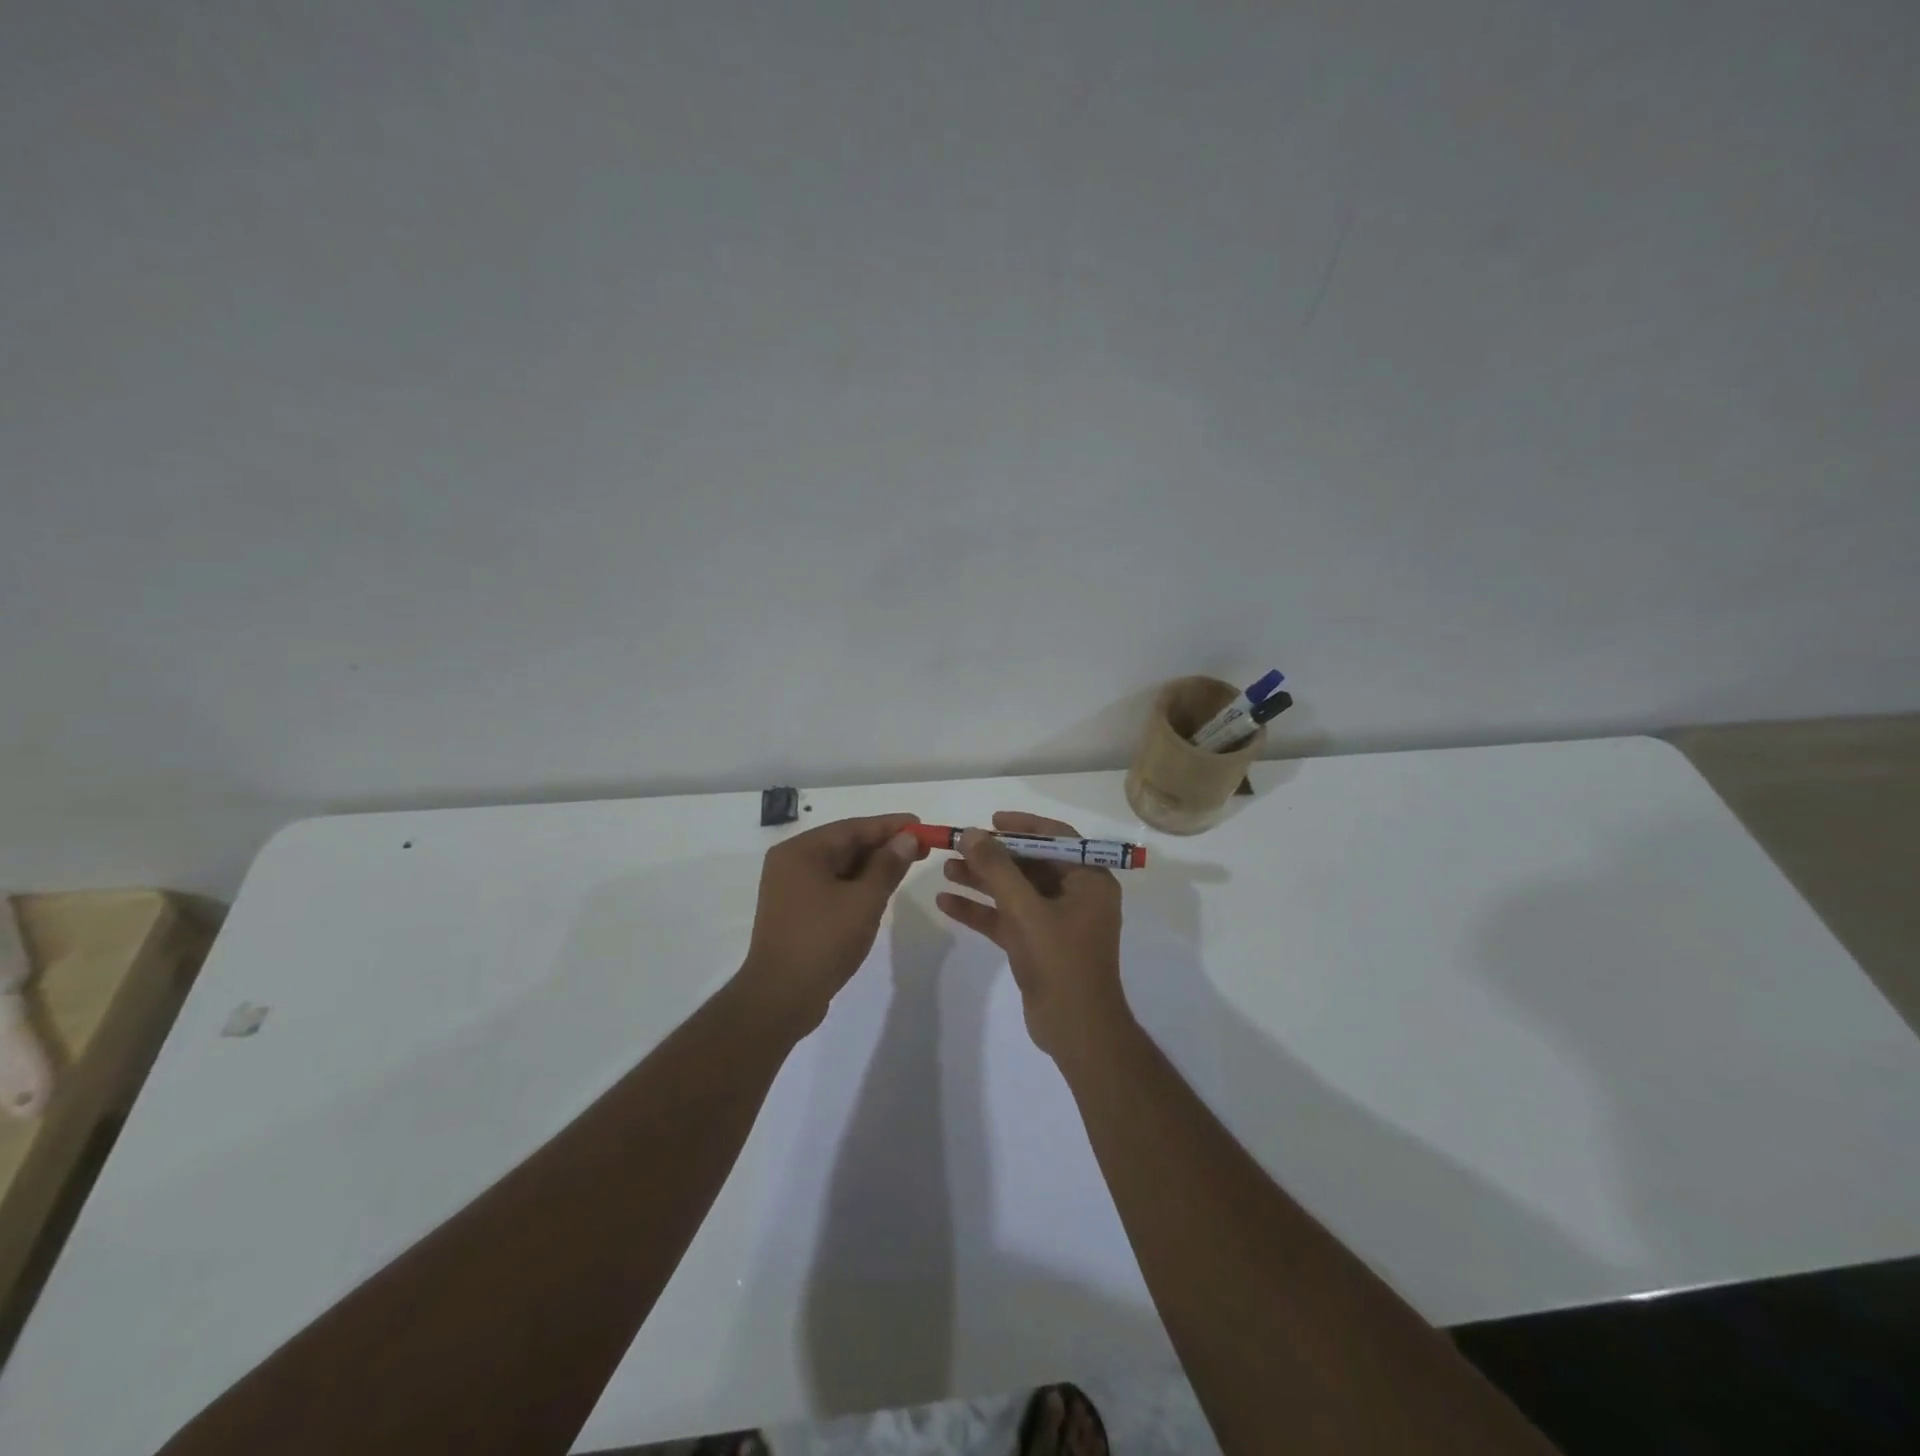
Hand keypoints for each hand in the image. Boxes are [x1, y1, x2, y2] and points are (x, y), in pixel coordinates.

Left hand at [737, 813, 925, 1034]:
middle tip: (921, 847)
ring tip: (907, 865)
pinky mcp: (795, 911)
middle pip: (844, 844)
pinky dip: (857, 884)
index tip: (921, 825)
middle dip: (883, 845)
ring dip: (872, 865)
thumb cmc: (823, 941)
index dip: (889, 826)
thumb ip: (887, 865)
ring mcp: (790, 888)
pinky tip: (881, 888)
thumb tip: (906, 838)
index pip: (852, 828)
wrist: (781, 998)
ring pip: (839, 866)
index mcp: (801, 852)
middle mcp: (791, 863)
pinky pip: (831, 886)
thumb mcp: (864, 900)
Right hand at [934, 811, 1128, 1061]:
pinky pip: (1007, 918)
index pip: (1057, 838)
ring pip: (1015, 891)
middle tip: (958, 845)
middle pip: (1030, 863)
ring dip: (982, 880)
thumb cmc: (1061, 962)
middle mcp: (1076, 895)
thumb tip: (971, 833)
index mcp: (1089, 880)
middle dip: (993, 855)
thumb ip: (997, 869)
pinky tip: (946, 903)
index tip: (990, 821)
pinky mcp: (1037, 944)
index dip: (1023, 826)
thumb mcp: (1026, 910)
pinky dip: (980, 910)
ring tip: (944, 869)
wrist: (1075, 1030)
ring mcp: (1056, 921)